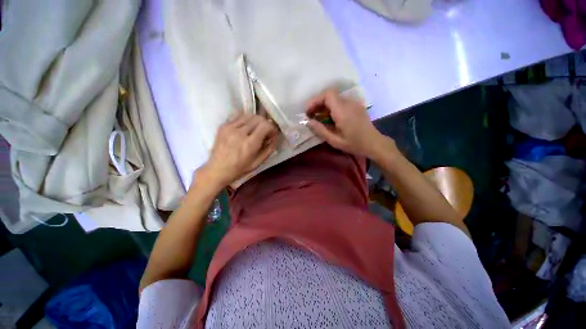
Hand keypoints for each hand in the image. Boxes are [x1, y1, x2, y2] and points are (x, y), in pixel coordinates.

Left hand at [196, 112, 277, 188]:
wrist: (217, 169)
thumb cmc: (240, 168)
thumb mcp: (258, 162)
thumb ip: (269, 149)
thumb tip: (275, 137)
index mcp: (250, 144)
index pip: (265, 125)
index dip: (272, 128)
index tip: (272, 134)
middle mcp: (240, 133)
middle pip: (258, 118)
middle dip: (265, 124)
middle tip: (265, 133)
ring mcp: (230, 128)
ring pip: (249, 115)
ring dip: (256, 121)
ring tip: (255, 130)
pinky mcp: (223, 126)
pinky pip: (238, 116)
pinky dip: (245, 120)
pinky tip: (245, 128)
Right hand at [306, 88, 392, 159]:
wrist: (374, 143)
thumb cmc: (354, 144)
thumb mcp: (335, 141)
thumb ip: (320, 130)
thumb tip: (308, 122)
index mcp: (343, 111)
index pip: (327, 94)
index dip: (315, 100)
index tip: (308, 112)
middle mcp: (348, 103)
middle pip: (329, 95)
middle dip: (317, 103)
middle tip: (310, 116)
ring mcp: (353, 103)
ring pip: (334, 98)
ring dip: (323, 105)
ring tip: (317, 118)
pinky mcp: (355, 106)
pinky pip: (340, 102)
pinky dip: (331, 107)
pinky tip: (328, 118)